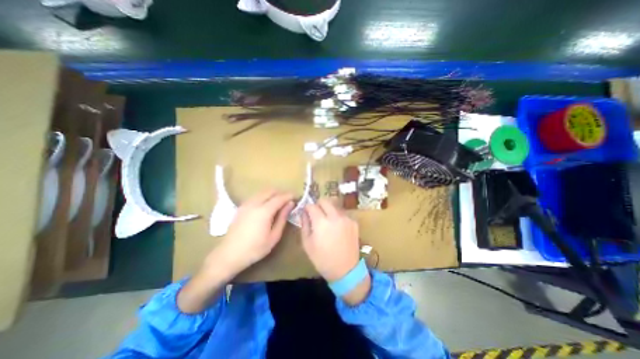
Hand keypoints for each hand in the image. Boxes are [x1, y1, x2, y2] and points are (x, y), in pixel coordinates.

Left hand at [212, 190, 297, 276]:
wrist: (229, 255)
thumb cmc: (255, 249)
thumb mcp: (274, 236)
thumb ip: (283, 218)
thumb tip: (290, 204)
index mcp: (264, 211)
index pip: (280, 197)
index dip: (289, 196)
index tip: (296, 197)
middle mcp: (254, 203)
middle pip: (270, 191)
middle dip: (281, 193)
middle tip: (288, 200)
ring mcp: (246, 204)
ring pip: (262, 192)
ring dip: (272, 194)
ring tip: (279, 203)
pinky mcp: (241, 207)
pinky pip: (256, 196)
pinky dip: (264, 196)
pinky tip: (266, 205)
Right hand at [301, 198, 359, 281]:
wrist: (346, 270)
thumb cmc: (322, 259)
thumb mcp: (307, 244)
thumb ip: (304, 224)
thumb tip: (303, 212)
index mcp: (321, 222)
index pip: (312, 205)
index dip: (307, 207)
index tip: (306, 212)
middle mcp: (335, 216)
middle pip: (325, 200)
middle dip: (318, 204)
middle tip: (316, 214)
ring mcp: (346, 218)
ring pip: (334, 206)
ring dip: (328, 210)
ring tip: (327, 222)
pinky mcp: (354, 222)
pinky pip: (342, 213)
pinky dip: (337, 216)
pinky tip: (337, 228)